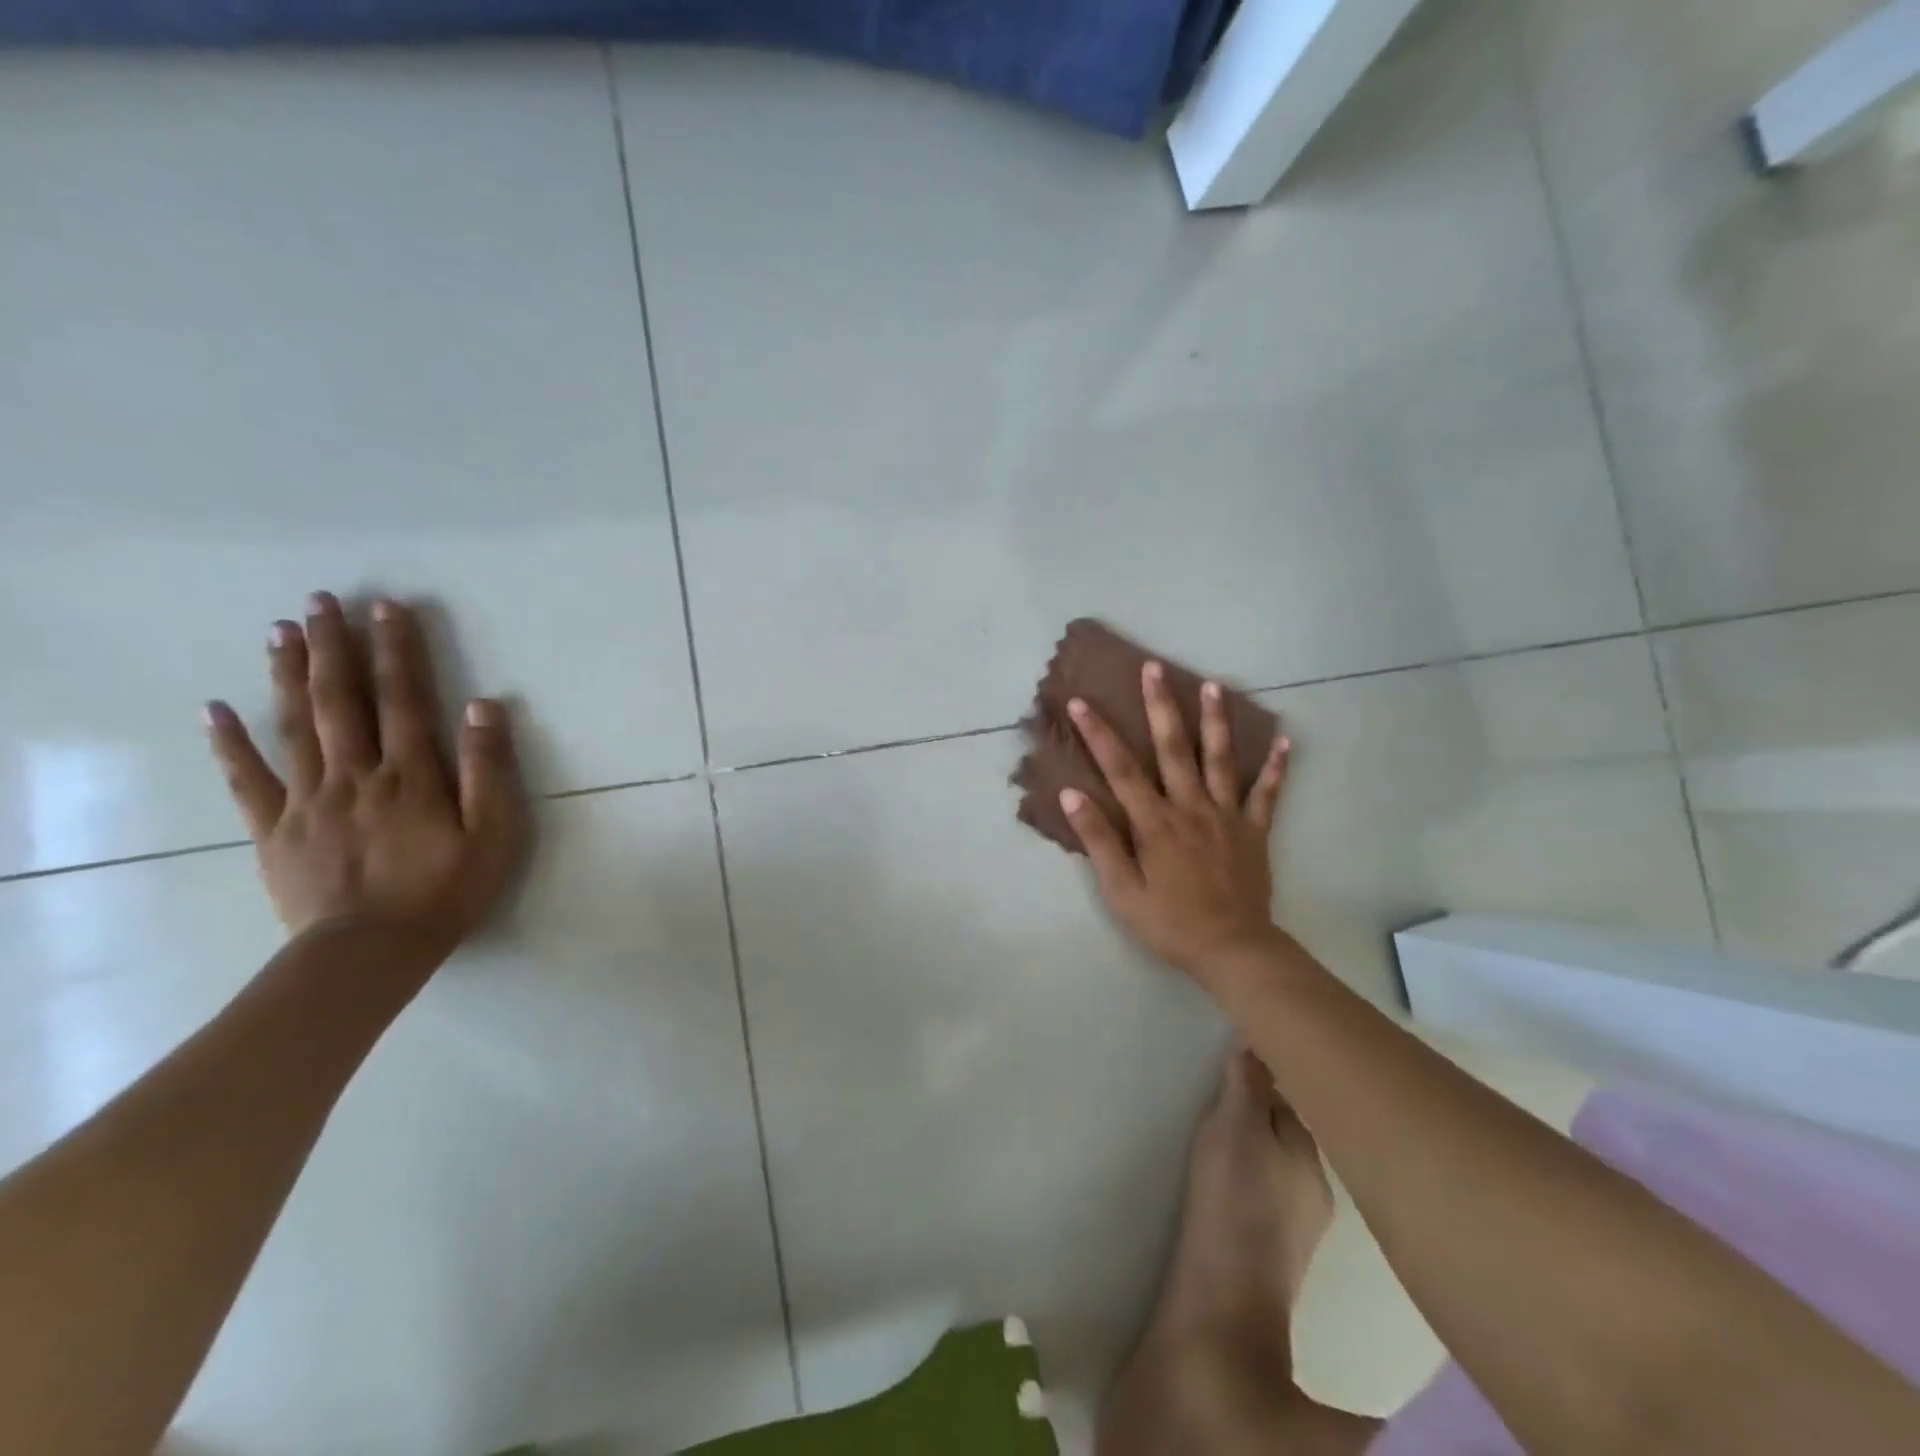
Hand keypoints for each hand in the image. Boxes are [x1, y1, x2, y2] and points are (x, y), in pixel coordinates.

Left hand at [204, 592, 528, 973]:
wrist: (370, 951)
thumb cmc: (446, 890)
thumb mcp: (493, 832)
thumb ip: (488, 769)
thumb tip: (483, 706)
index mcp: (411, 774)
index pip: (405, 698)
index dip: (399, 650)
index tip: (389, 607)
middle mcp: (356, 773)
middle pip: (342, 700)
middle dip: (335, 646)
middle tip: (323, 600)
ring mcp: (308, 798)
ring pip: (296, 725)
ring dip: (289, 674)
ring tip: (282, 630)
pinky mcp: (275, 828)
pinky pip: (248, 778)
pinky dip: (230, 741)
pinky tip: (216, 708)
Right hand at [1060, 661, 1288, 982]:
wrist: (1233, 950)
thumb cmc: (1169, 923)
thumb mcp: (1121, 890)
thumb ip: (1098, 841)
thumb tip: (1071, 795)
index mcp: (1154, 822)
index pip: (1120, 769)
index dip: (1098, 733)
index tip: (1082, 701)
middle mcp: (1190, 807)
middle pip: (1173, 748)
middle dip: (1161, 705)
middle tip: (1154, 667)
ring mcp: (1226, 815)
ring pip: (1220, 759)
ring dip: (1215, 720)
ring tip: (1213, 684)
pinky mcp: (1254, 830)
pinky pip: (1267, 793)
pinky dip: (1276, 767)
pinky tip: (1285, 740)